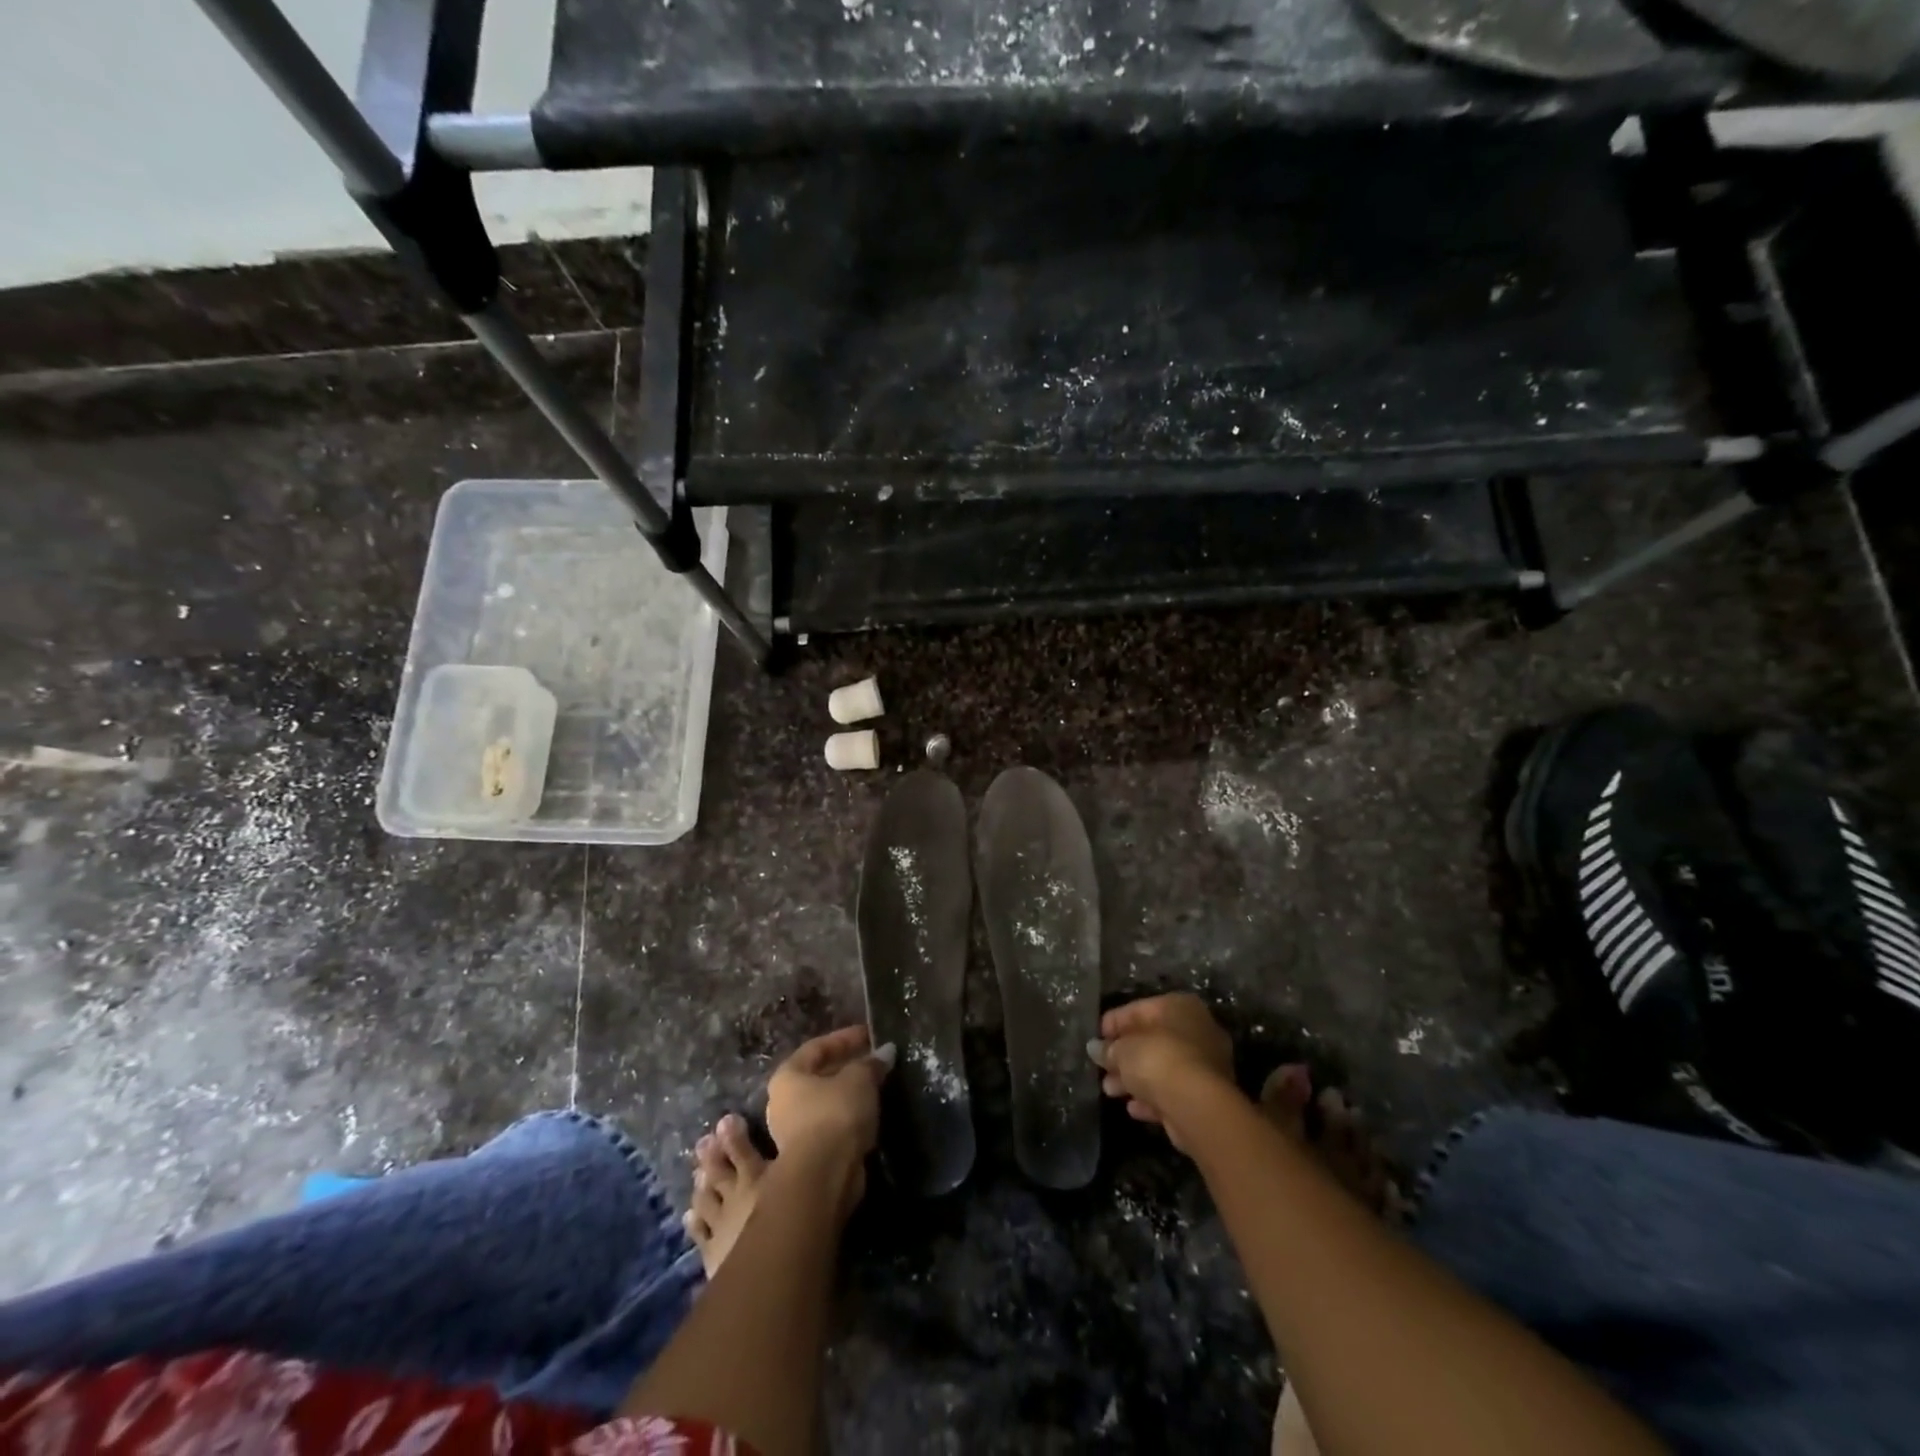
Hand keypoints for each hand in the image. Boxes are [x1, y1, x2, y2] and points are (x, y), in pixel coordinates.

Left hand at [765, 1025, 893, 1196]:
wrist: (824, 1177)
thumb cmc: (835, 1114)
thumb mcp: (859, 1079)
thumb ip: (871, 1064)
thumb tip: (886, 1052)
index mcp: (787, 1076)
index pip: (817, 1047)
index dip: (845, 1038)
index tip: (869, 1035)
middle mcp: (782, 1103)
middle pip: (818, 1077)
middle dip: (846, 1068)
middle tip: (873, 1062)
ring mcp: (792, 1134)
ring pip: (825, 1105)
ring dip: (848, 1096)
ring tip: (875, 1089)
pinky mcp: (807, 1158)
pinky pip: (831, 1128)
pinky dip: (849, 1120)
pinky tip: (869, 1118)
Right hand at [1091, 993, 1233, 1151]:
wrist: (1197, 1106)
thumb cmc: (1158, 1060)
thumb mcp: (1122, 1050)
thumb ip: (1107, 1049)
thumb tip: (1095, 1049)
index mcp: (1179, 1006)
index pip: (1139, 1009)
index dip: (1114, 1024)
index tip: (1096, 1039)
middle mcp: (1197, 1029)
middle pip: (1152, 1040)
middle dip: (1124, 1056)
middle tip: (1102, 1068)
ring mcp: (1205, 1064)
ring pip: (1162, 1068)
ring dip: (1135, 1079)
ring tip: (1109, 1090)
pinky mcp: (1206, 1095)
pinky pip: (1172, 1091)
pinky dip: (1152, 1098)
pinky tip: (1133, 1108)